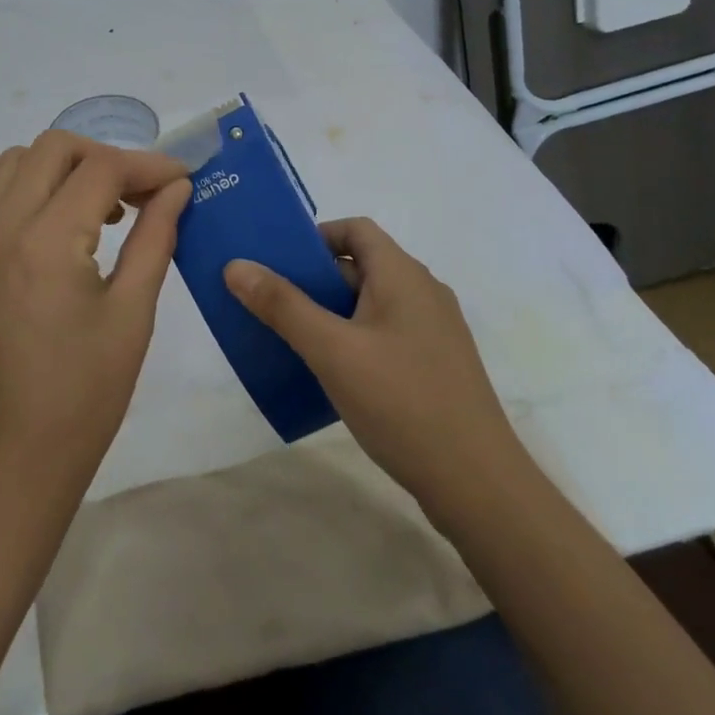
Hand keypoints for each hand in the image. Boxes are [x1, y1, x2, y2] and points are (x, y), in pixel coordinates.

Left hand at [0, 132, 191, 509]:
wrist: (16, 463)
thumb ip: (155, 238)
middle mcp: (1, 230)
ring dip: (56, 168)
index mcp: (48, 241)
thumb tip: (177, 189)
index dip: (149, 167)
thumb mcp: (133, 314)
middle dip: (104, 158)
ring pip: (7, 165)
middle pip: (53, 149)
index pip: (103, 170)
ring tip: (93, 206)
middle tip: (140, 196)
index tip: (182, 181)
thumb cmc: (85, 396)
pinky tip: (8, 194)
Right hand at [224, 218, 529, 524]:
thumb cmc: (402, 402)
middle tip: (273, 302)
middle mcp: (423, 292)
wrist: (478, 484)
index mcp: (403, 275)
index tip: (279, 262)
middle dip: (314, 279)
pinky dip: (354, 338)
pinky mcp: (436, 365)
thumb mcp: (332, 350)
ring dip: (331, 312)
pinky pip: (385, 333)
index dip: (315, 237)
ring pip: (371, 303)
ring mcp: (433, 330)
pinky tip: (331, 373)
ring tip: (292, 337)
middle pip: (361, 266)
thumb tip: (236, 265)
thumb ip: (282, 306)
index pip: (355, 230)